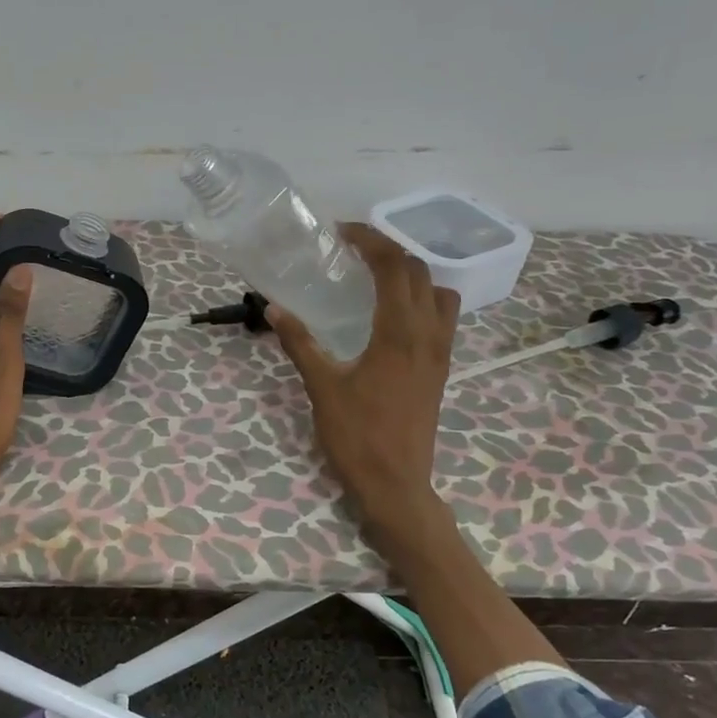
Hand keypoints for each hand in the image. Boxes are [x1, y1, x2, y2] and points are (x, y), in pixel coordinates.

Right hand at [270, 224, 461, 570]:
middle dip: (388, 250)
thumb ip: (300, 343)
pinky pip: (442, 318)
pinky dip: (422, 300)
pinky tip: (392, 315)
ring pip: (439, 292)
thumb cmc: (357, 436)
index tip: (342, 233)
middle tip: (353, 249)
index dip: (370, 240)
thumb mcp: (322, 387)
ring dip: (412, 274)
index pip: (393, 266)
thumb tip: (273, 308)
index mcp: (399, 332)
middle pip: (419, 271)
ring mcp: (440, 352)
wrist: (396, 484)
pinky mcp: (441, 369)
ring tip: (377, 278)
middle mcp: (428, 334)